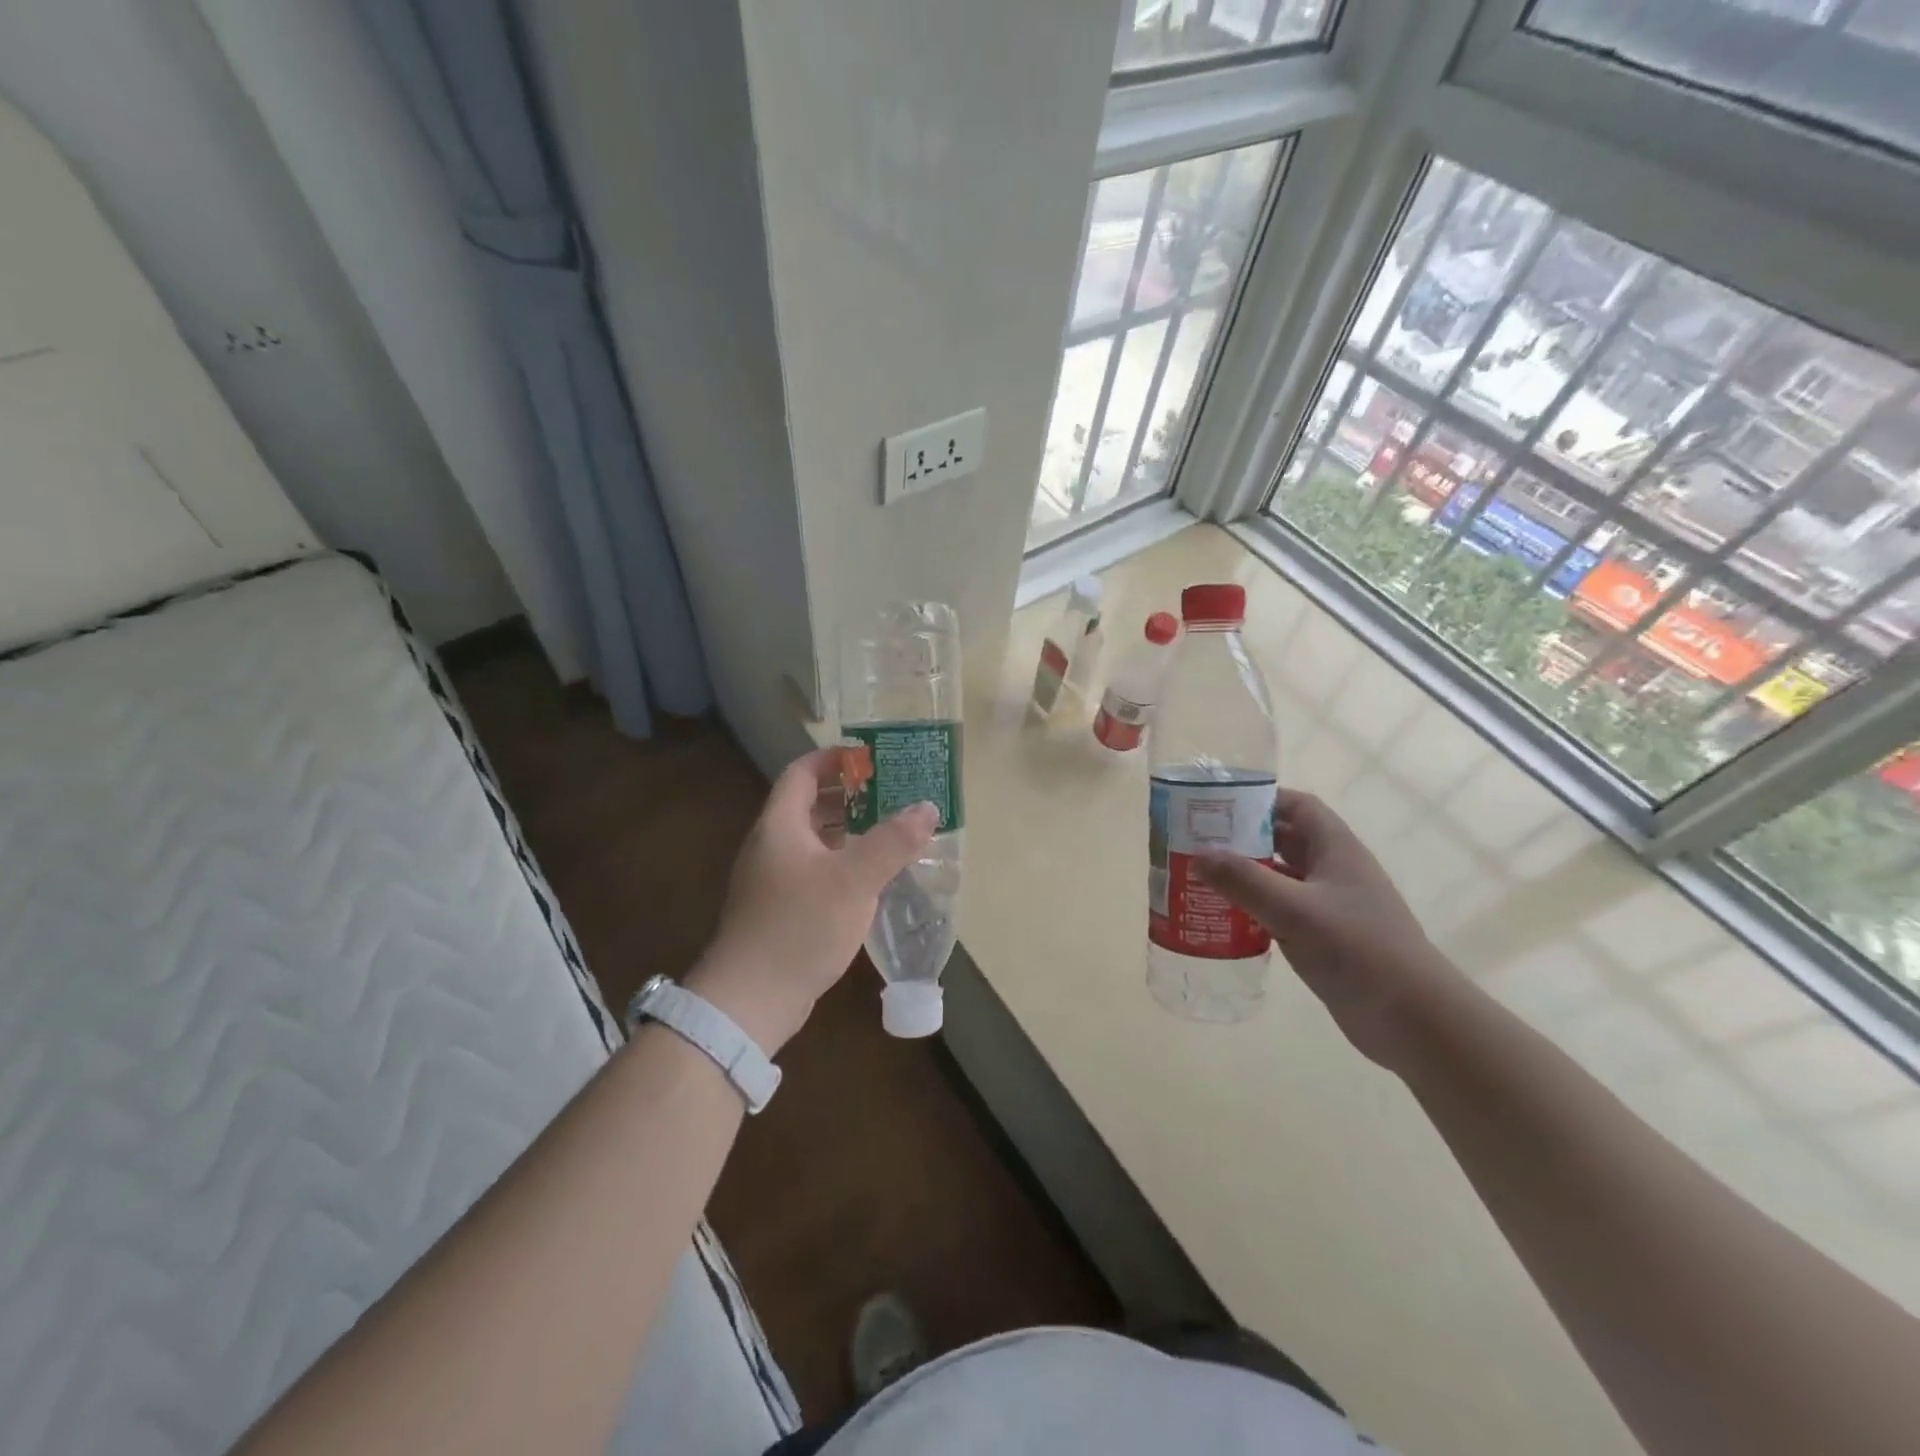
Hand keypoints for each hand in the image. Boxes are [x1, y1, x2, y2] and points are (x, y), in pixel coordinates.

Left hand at [684, 748, 937, 1054]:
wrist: (750, 999)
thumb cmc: (800, 927)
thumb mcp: (854, 880)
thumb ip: (893, 842)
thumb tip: (928, 807)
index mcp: (780, 826)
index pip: (802, 773)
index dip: (833, 759)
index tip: (870, 758)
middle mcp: (772, 845)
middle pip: (808, 804)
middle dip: (848, 794)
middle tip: (891, 792)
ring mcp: (773, 879)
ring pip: (813, 839)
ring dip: (848, 830)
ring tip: (889, 829)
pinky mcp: (780, 909)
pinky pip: (814, 869)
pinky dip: (842, 862)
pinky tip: (870, 877)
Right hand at [1196, 789, 1466, 1069]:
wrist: (1413, 1019)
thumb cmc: (1358, 950)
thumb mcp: (1295, 911)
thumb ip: (1244, 880)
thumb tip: (1197, 854)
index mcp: (1336, 850)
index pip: (1298, 807)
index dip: (1262, 800)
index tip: (1219, 805)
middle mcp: (1334, 871)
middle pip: (1285, 840)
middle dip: (1244, 837)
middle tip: (1198, 842)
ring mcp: (1331, 906)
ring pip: (1281, 878)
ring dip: (1246, 876)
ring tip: (1202, 878)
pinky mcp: (1326, 938)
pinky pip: (1282, 911)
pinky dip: (1255, 909)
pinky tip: (1225, 919)